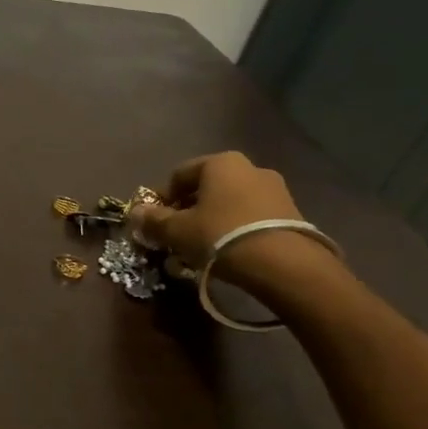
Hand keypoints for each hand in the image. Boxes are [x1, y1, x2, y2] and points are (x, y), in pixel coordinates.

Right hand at [127, 151, 305, 271]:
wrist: (284, 265)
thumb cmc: (221, 236)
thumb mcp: (177, 230)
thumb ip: (153, 220)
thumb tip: (134, 213)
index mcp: (220, 163)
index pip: (179, 175)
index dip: (161, 199)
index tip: (155, 222)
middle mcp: (250, 168)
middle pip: (206, 188)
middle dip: (188, 210)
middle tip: (176, 236)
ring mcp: (275, 190)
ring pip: (230, 203)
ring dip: (212, 221)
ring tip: (202, 249)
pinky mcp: (292, 213)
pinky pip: (251, 217)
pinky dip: (236, 230)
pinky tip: (229, 253)